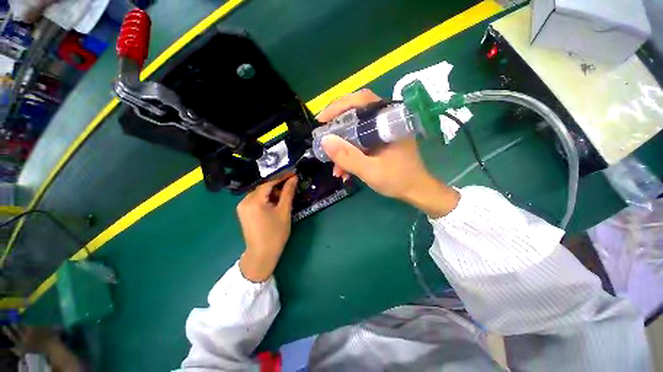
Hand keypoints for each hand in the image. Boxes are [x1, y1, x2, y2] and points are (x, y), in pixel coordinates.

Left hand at [237, 174, 297, 281]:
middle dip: (277, 185)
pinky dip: (266, 198)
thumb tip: (294, 178)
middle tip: (291, 186)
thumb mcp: (284, 211)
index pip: (268, 183)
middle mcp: (244, 201)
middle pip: (263, 187)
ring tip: (284, 196)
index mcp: (254, 201)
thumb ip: (288, 193)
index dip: (281, 177)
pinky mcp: (243, 212)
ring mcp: (242, 207)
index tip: (293, 174)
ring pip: (259, 193)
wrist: (262, 254)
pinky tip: (275, 203)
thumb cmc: (275, 233)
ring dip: (272, 192)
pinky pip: (256, 199)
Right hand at [317, 89, 459, 216]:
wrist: (415, 190)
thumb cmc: (398, 180)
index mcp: (389, 121)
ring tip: (334, 165)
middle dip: (336, 126)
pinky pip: (360, 140)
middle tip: (322, 137)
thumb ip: (348, 157)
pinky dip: (349, 152)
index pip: (362, 101)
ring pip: (356, 129)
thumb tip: (325, 141)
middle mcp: (386, 120)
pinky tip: (343, 169)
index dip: (338, 107)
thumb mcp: (370, 171)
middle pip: (356, 112)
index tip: (321, 121)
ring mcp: (382, 131)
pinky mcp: (379, 140)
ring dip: (342, 145)